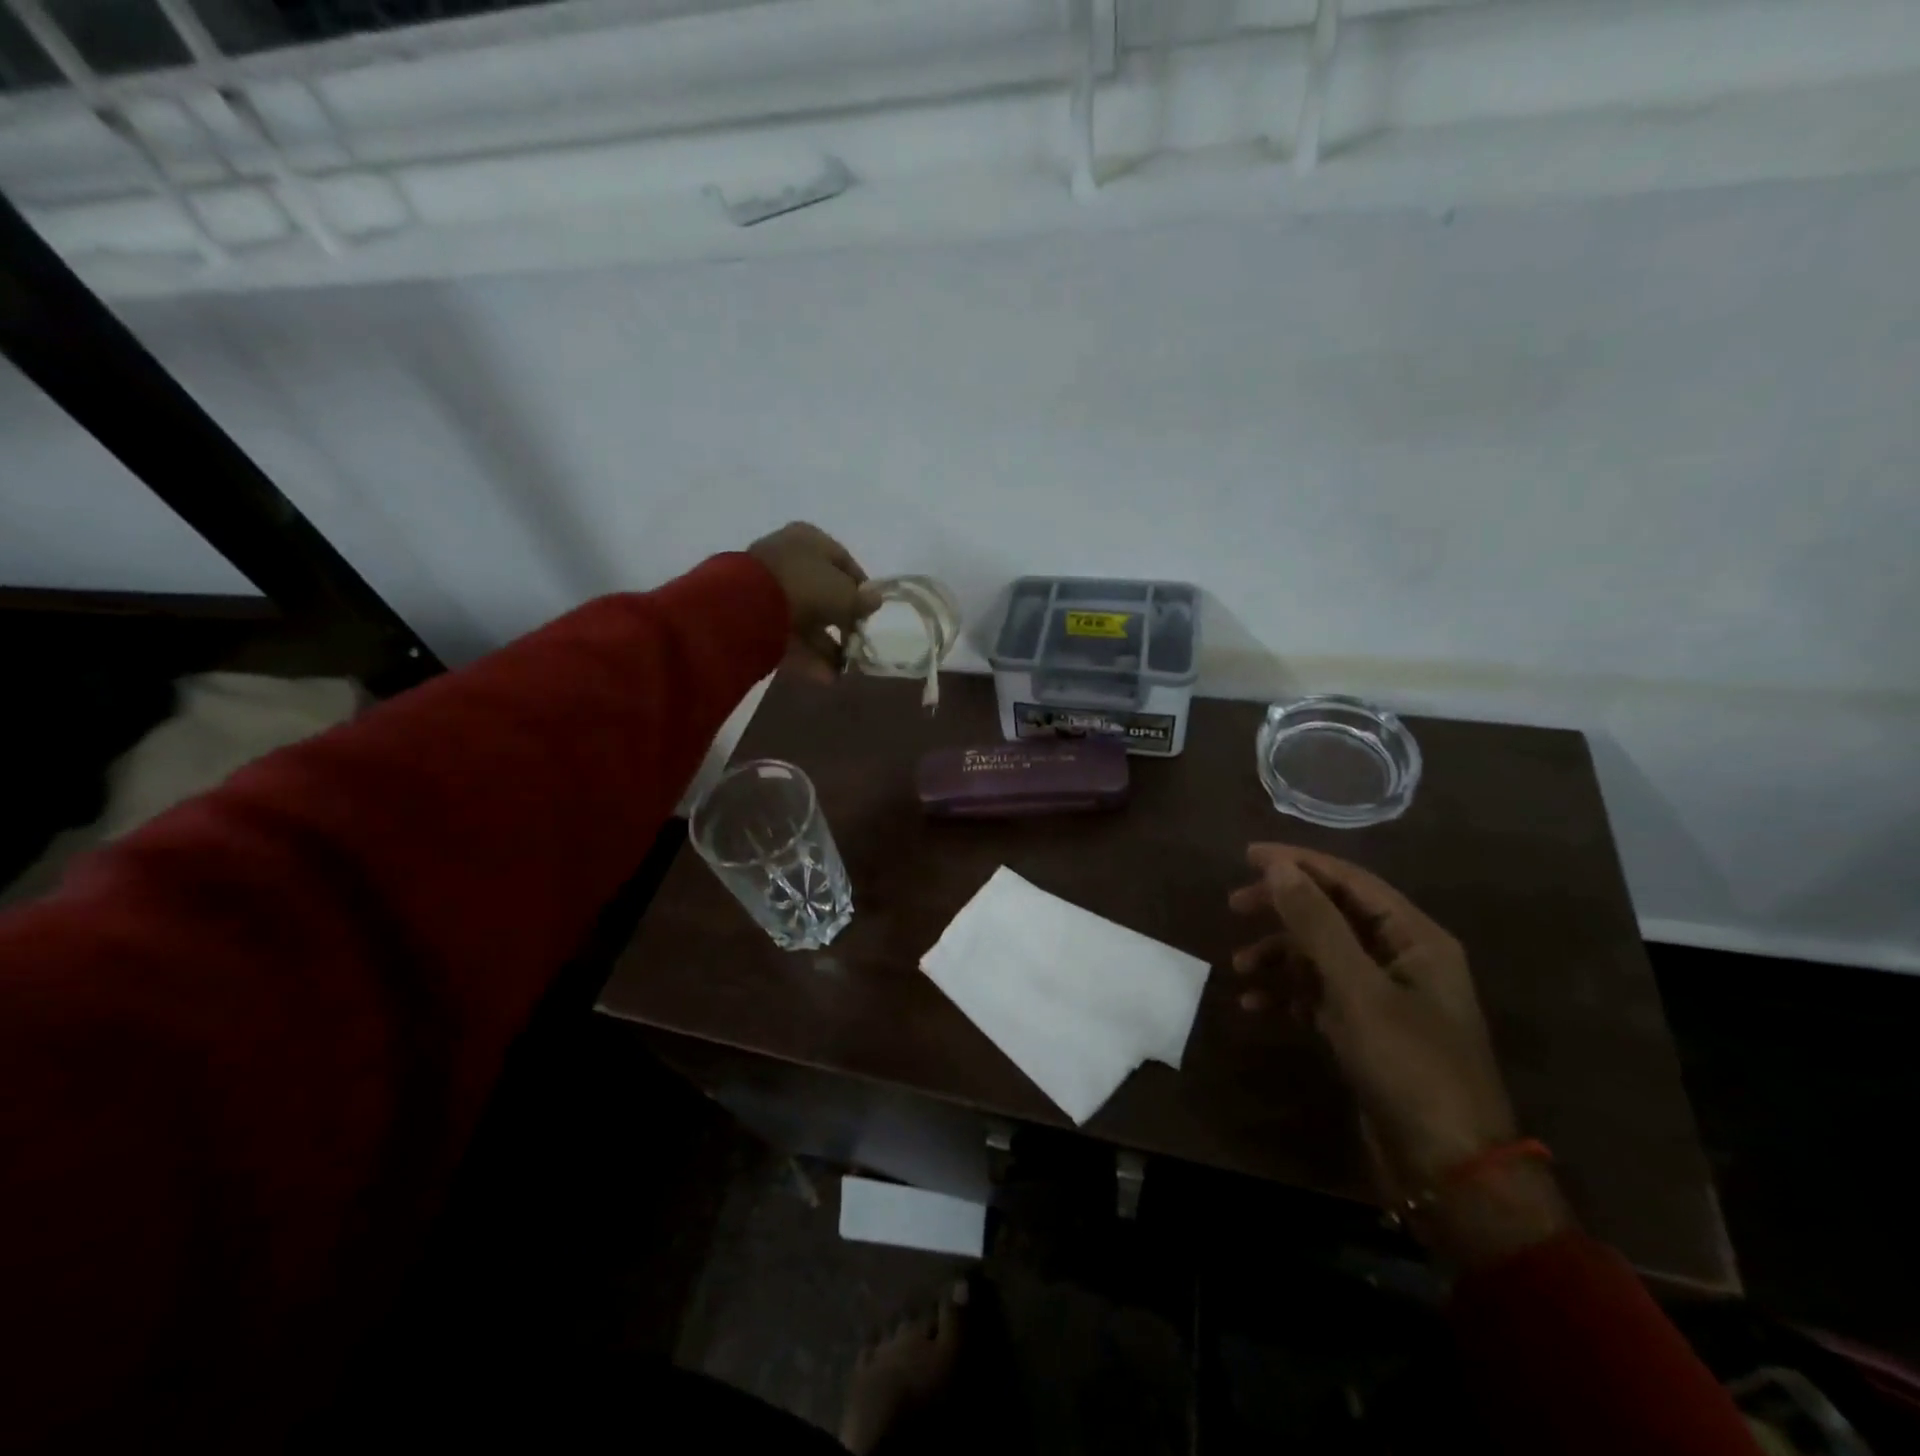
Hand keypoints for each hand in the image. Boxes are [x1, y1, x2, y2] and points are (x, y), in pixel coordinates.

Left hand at [747, 522, 880, 682]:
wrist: (749, 605)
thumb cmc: (806, 586)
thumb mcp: (844, 593)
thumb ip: (861, 600)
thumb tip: (875, 601)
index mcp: (809, 540)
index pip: (843, 562)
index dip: (860, 589)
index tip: (871, 612)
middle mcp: (788, 559)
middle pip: (823, 593)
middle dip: (842, 622)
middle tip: (857, 643)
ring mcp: (769, 589)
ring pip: (806, 619)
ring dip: (827, 645)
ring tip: (844, 669)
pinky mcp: (756, 618)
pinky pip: (788, 636)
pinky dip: (808, 656)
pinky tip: (827, 677)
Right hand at [1229, 844, 1571, 1262]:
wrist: (1449, 1170)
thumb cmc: (1409, 1066)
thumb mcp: (1357, 989)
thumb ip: (1316, 924)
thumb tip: (1277, 867)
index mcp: (1415, 939)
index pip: (1351, 881)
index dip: (1299, 863)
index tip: (1247, 856)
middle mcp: (1402, 959)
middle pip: (1332, 914)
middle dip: (1282, 910)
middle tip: (1234, 906)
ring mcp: (1385, 997)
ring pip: (1321, 956)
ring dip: (1279, 957)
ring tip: (1240, 968)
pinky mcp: (1368, 1030)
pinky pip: (1319, 995)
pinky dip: (1288, 995)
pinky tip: (1256, 1007)